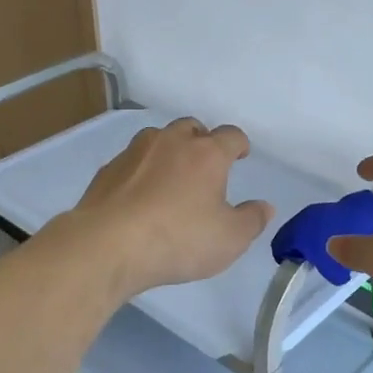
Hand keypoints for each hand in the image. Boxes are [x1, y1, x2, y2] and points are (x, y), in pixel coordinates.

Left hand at [67, 119, 273, 298]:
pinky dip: (140, 171)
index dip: (239, 144)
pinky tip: (138, 195)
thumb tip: (265, 206)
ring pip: (158, 138)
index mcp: (207, 154)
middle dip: (202, 140)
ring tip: (170, 176)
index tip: (241, 154)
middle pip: (192, 128)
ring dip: (168, 151)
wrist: (107, 245)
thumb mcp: (229, 239)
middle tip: (205, 164)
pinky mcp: (108, 170)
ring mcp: (135, 152)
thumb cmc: (178, 239)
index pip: (231, 136)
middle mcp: (171, 142)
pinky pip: (131, 161)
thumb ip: (252, 220)